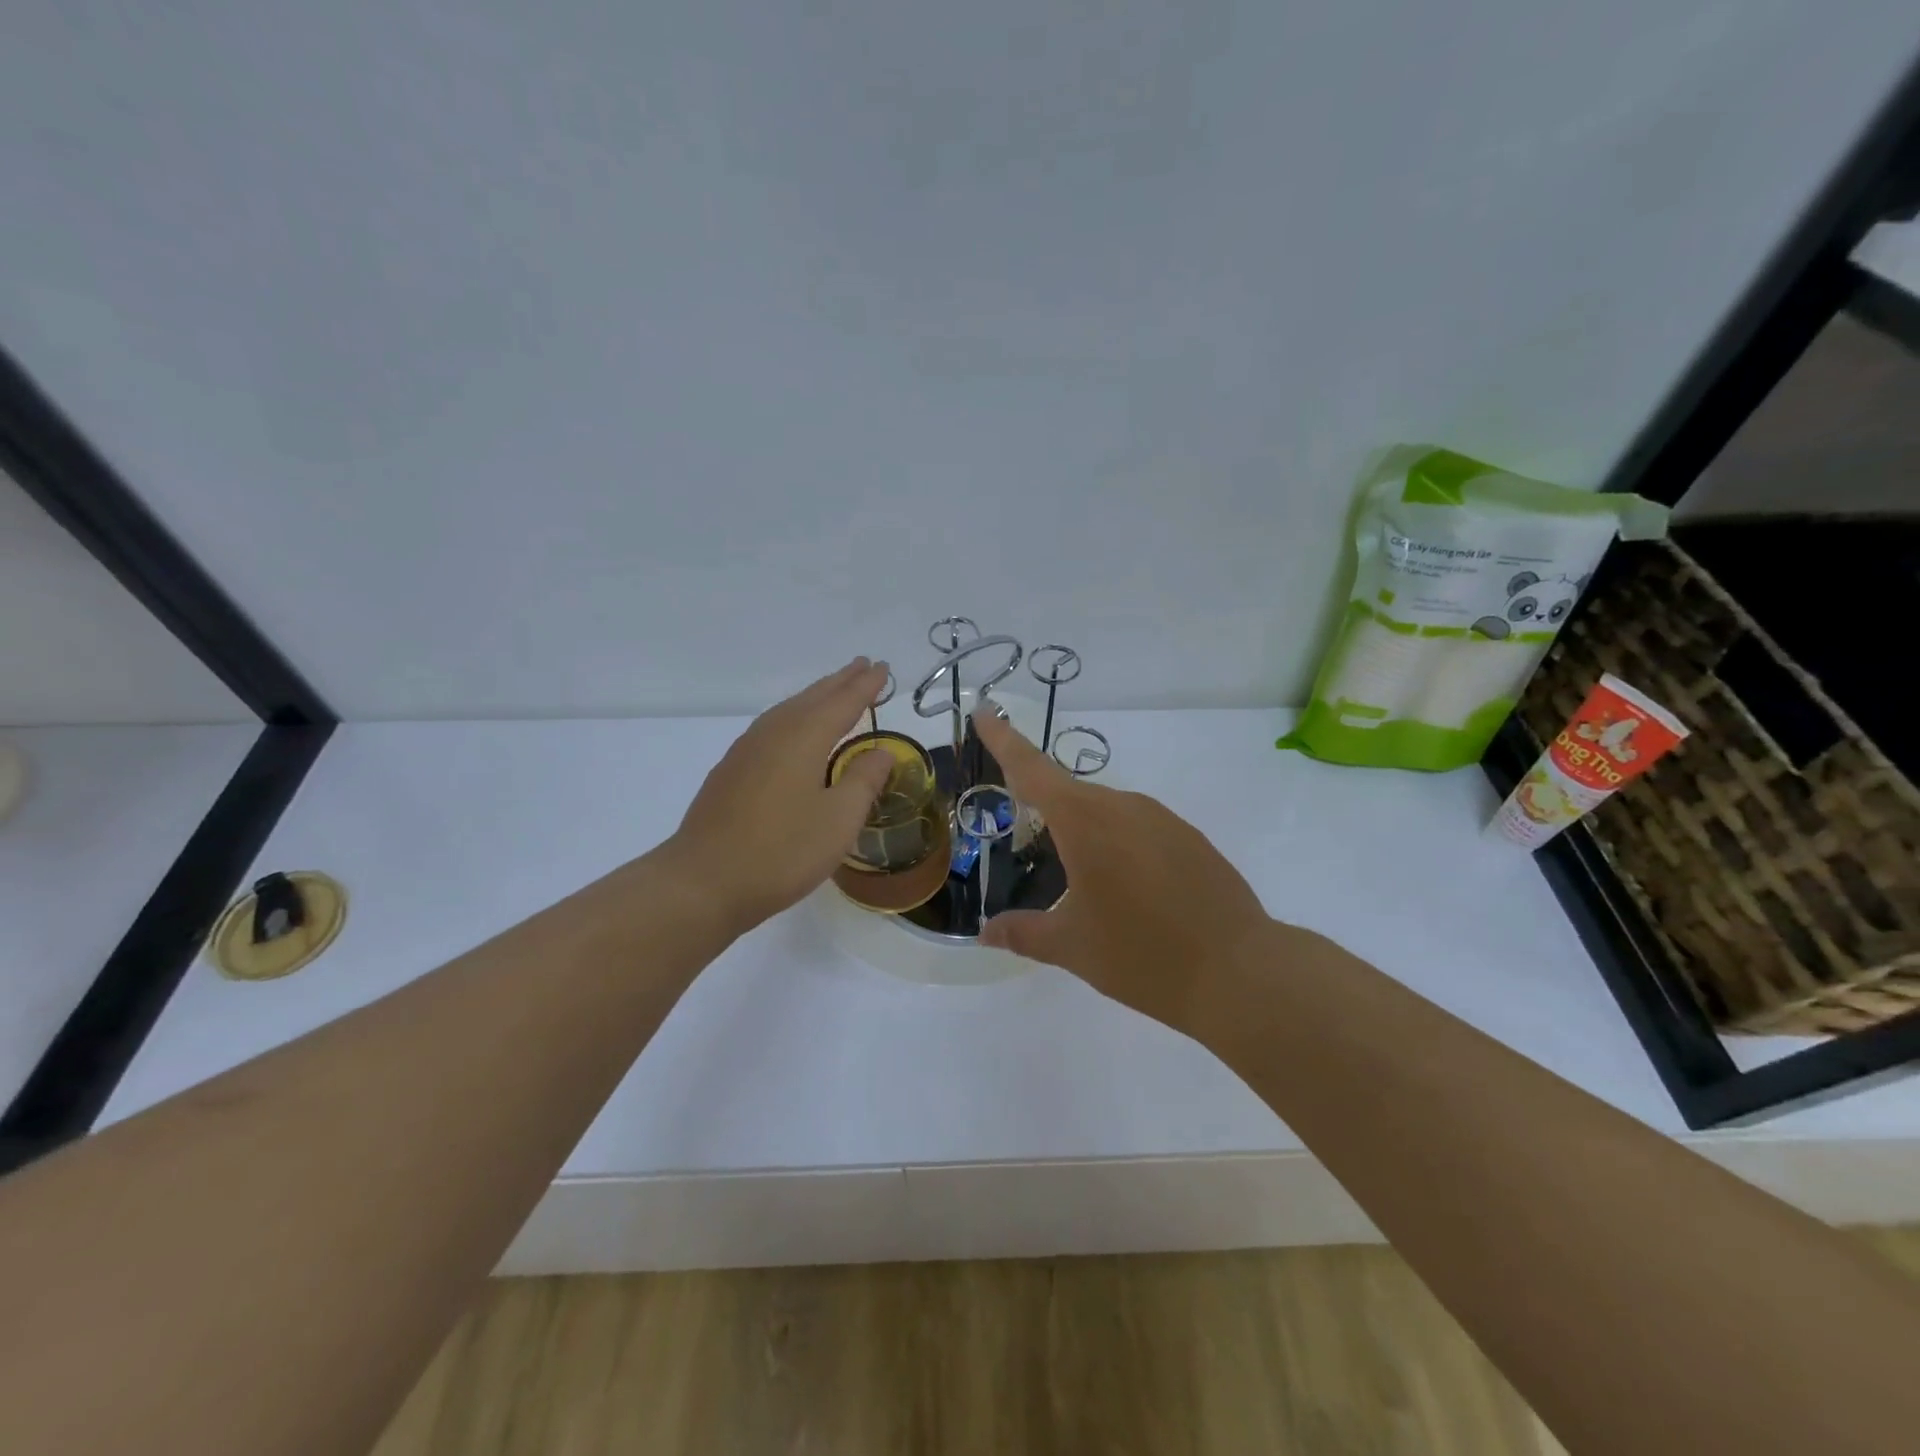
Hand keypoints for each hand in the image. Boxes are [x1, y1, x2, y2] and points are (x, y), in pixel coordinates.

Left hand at [666, 659, 894, 935]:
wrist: (704, 881)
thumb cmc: (782, 851)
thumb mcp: (839, 819)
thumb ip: (864, 780)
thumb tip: (882, 751)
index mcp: (804, 738)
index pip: (843, 702)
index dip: (866, 686)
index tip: (883, 668)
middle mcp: (774, 733)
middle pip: (812, 698)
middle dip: (840, 682)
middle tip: (863, 666)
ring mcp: (746, 751)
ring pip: (788, 711)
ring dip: (815, 697)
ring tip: (833, 692)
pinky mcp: (731, 771)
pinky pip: (772, 728)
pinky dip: (793, 718)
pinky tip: (793, 733)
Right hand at [974, 708, 1276, 1036]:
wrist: (1240, 972)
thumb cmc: (1142, 955)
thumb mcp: (1073, 948)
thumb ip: (1024, 933)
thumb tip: (986, 933)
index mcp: (1085, 822)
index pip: (1032, 769)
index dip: (1003, 739)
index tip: (983, 711)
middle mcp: (1123, 807)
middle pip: (1069, 794)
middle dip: (1042, 808)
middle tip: (1027, 841)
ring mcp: (1163, 819)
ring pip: (1107, 812)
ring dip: (1084, 833)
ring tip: (1080, 880)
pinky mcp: (1191, 838)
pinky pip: (1139, 829)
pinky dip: (1119, 846)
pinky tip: (1127, 890)